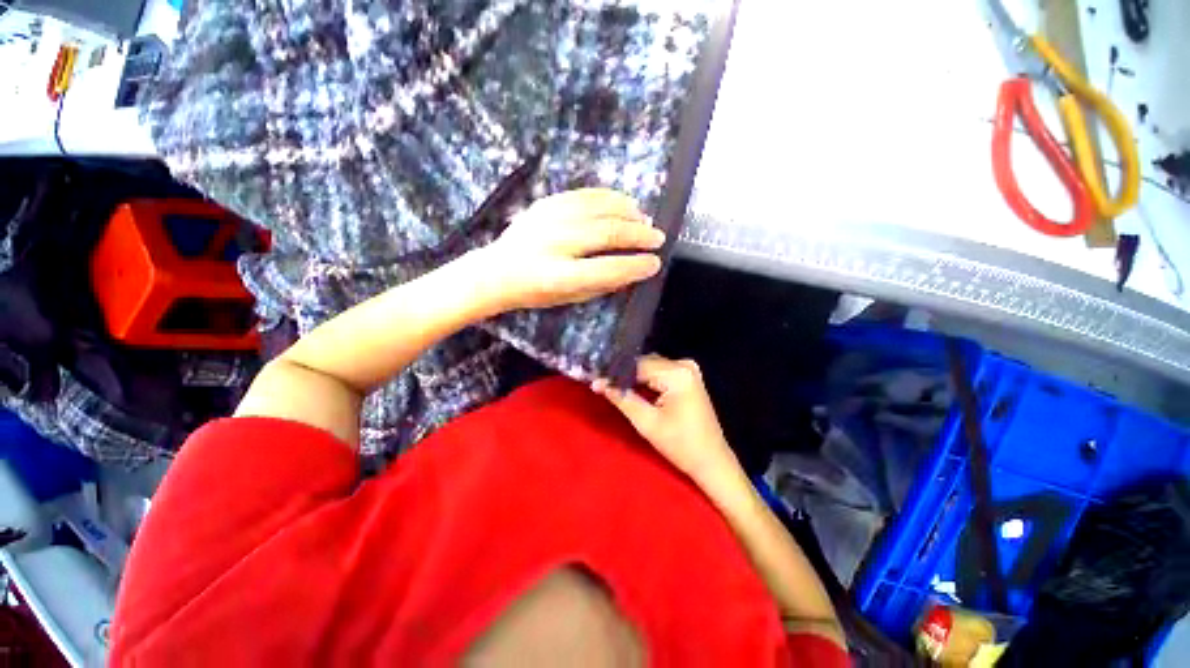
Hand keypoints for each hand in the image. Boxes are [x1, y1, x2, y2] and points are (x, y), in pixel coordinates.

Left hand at [479, 188, 663, 310]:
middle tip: (657, 237)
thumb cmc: (536, 292)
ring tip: (644, 219)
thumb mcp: (569, 298)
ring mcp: (548, 220)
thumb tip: (632, 269)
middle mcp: (555, 244)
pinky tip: (622, 202)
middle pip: (606, 233)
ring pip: (598, 208)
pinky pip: (584, 194)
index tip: (655, 263)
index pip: (607, 269)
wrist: (497, 271)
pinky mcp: (545, 203)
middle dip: (637, 235)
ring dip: (627, 212)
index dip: (635, 266)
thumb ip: (601, 284)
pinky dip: (608, 197)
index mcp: (559, 276)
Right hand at [594, 355, 742, 487]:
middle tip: (600, 383)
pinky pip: (660, 373)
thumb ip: (621, 398)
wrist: (711, 461)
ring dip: (634, 377)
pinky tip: (632, 389)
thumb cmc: (680, 445)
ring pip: (650, 367)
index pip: (637, 365)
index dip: (615, 373)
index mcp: (677, 373)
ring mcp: (688, 370)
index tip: (594, 378)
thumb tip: (597, 382)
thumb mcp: (646, 422)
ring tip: (612, 385)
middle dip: (623, 374)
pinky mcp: (688, 378)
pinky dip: (646, 381)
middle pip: (644, 364)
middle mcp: (684, 364)